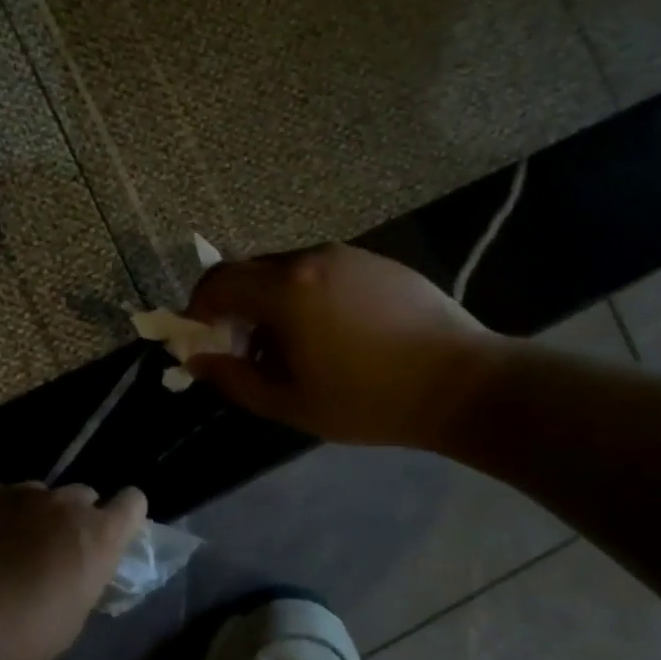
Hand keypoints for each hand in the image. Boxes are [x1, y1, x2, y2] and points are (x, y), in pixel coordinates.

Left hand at [0, 481, 147, 659]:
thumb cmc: (27, 633)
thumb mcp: (76, 614)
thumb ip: (86, 577)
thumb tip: (79, 567)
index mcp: (99, 534)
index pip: (133, 502)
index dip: (124, 514)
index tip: (112, 532)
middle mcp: (66, 502)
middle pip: (83, 494)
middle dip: (74, 517)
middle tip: (54, 548)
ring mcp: (22, 491)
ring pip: (38, 493)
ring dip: (33, 513)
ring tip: (9, 543)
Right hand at [184, 243, 504, 448]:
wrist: (464, 384)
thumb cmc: (369, 400)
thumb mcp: (291, 403)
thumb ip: (234, 379)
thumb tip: (196, 360)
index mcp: (286, 290)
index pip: (218, 281)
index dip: (198, 308)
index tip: (201, 340)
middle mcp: (311, 259)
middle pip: (250, 273)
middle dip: (234, 309)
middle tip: (244, 351)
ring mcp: (348, 256)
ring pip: (286, 272)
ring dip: (271, 304)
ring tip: (292, 348)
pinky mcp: (377, 263)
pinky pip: (322, 273)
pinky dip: (306, 297)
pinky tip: (332, 335)